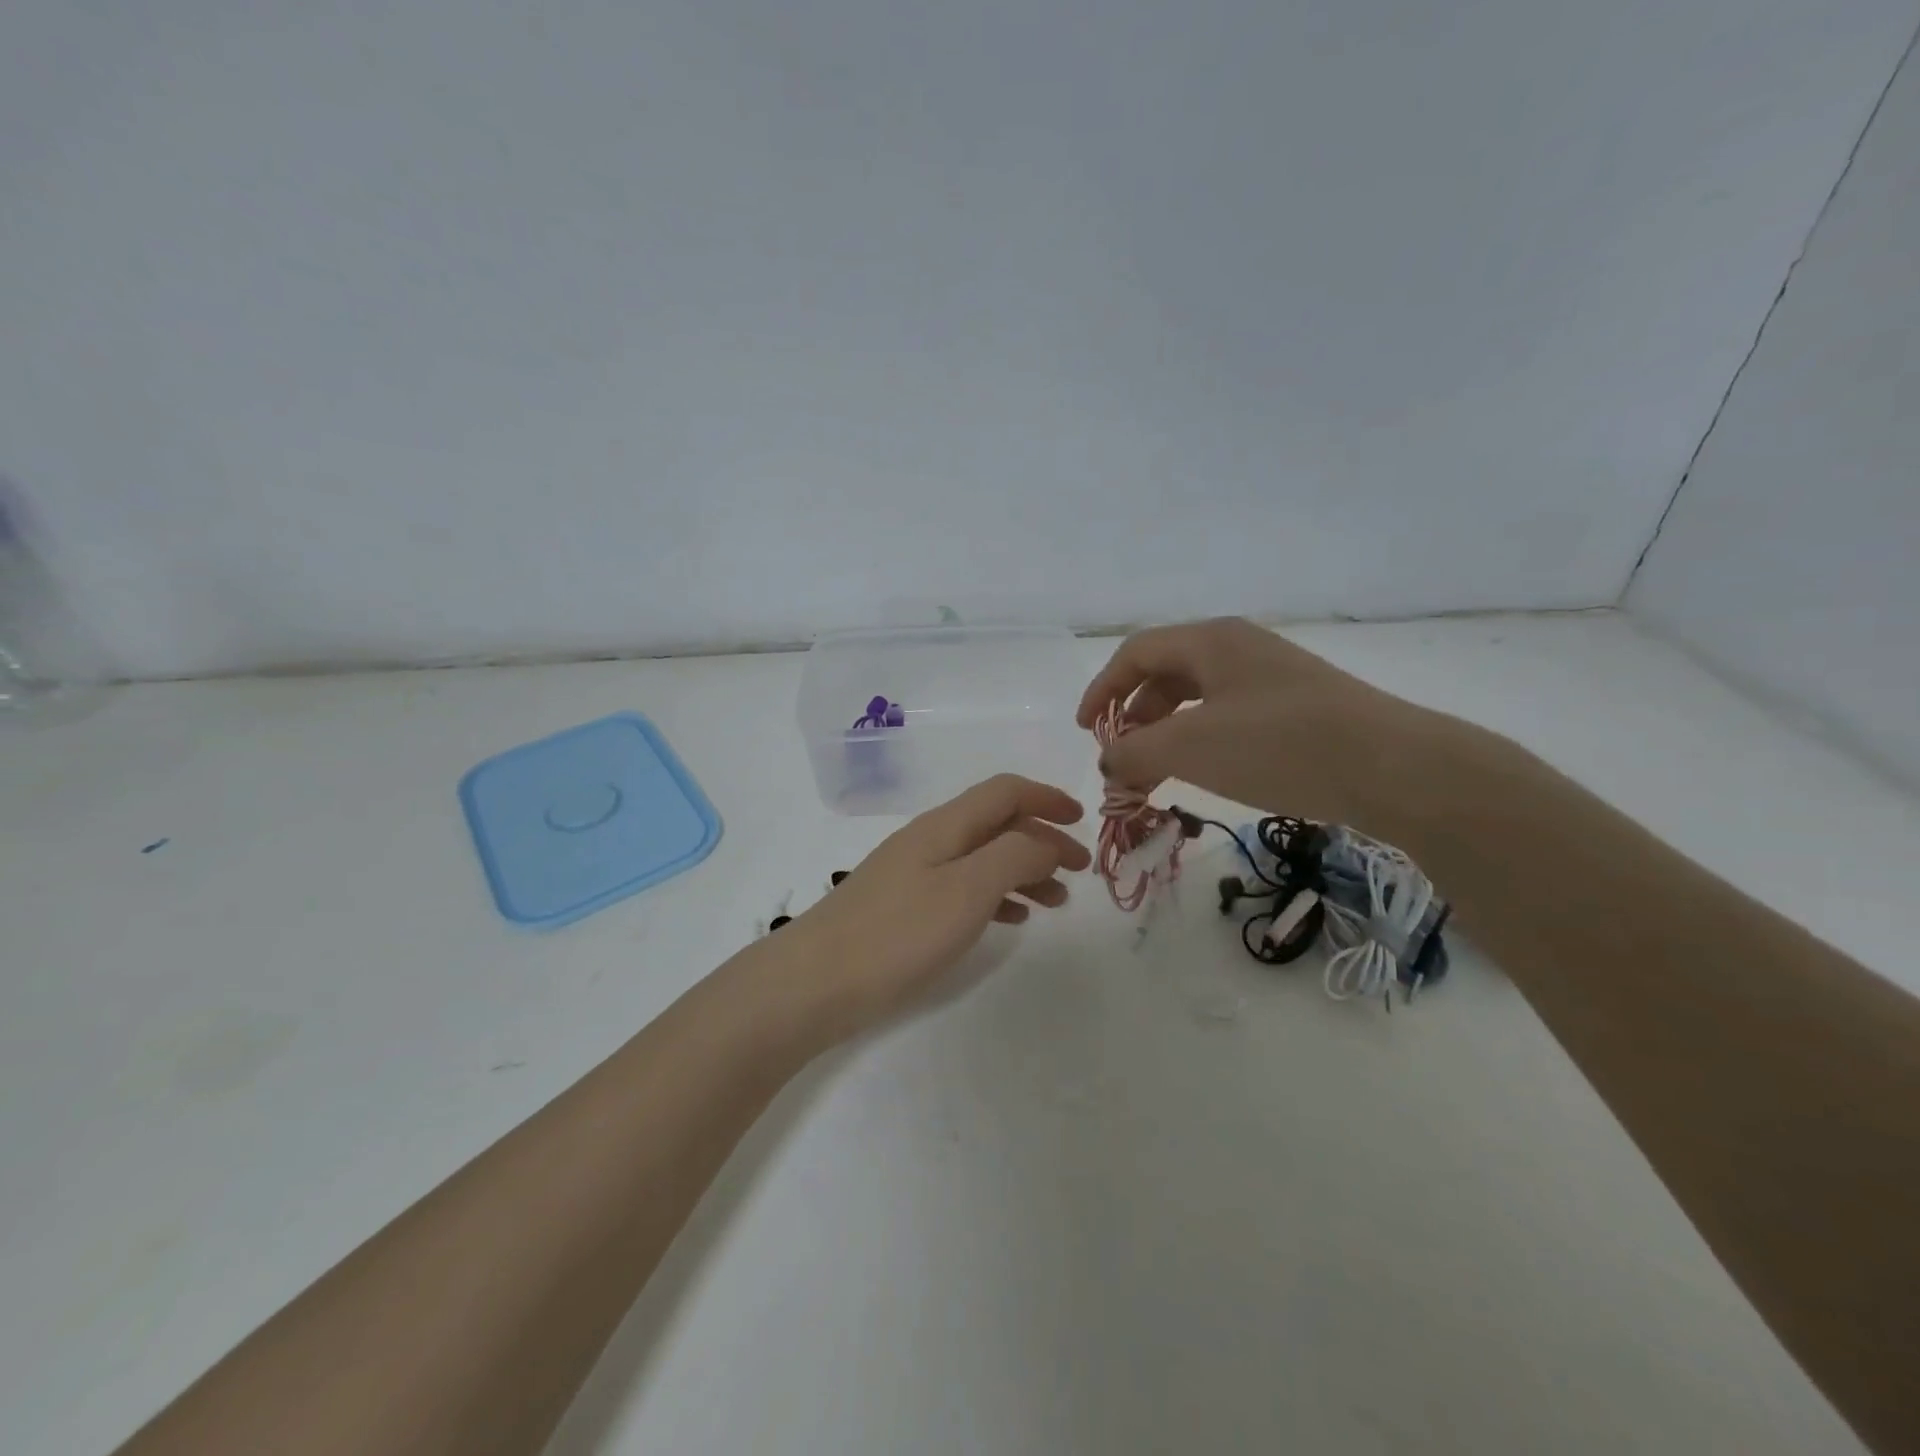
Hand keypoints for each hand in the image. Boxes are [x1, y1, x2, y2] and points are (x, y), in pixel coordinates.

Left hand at [775, 775, 1090, 1039]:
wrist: (814, 982)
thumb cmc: (897, 933)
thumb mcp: (967, 889)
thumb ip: (1014, 856)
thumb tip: (1045, 840)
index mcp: (945, 825)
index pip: (1004, 791)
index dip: (1046, 797)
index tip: (1082, 821)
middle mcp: (930, 840)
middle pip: (996, 824)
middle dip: (1042, 839)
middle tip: (1079, 872)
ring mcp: (913, 875)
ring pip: (982, 858)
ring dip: (1023, 871)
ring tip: (1055, 902)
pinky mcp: (903, 909)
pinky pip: (963, 889)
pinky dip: (995, 896)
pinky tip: (1011, 920)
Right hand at [1076, 618, 1431, 831]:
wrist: (1394, 768)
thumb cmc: (1280, 745)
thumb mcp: (1191, 748)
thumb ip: (1134, 753)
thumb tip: (1109, 762)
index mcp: (1211, 640)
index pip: (1136, 653)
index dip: (1102, 689)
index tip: (1086, 732)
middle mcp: (1239, 647)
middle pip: (1165, 673)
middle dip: (1134, 716)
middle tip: (1123, 758)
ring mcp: (1271, 676)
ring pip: (1197, 697)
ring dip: (1165, 732)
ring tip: (1156, 773)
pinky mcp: (1296, 707)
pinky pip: (1228, 715)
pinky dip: (1200, 741)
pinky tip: (1204, 772)